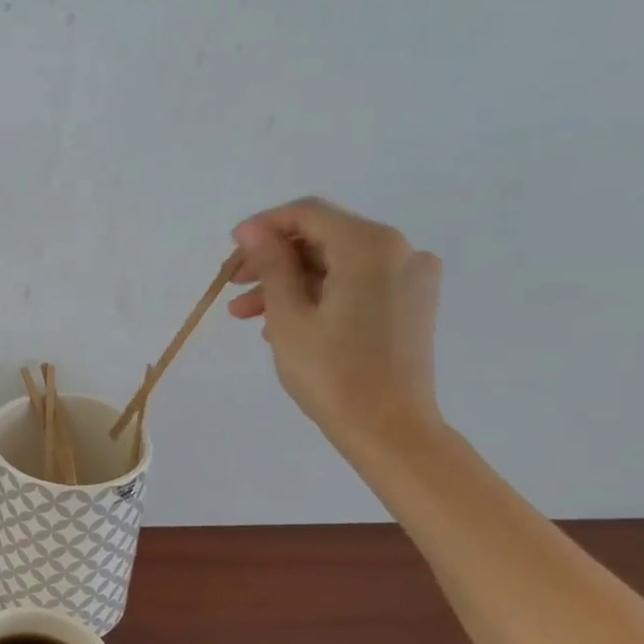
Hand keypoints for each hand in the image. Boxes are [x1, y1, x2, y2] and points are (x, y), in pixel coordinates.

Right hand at [227, 197, 443, 449]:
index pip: (309, 214)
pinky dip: (319, 295)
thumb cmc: (332, 371)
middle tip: (232, 287)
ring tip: (247, 316)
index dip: (264, 226)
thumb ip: (272, 264)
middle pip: (323, 238)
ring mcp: (410, 278)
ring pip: (337, 264)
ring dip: (290, 282)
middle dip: (274, 260)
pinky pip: (356, 284)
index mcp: (370, 246)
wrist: (389, 429)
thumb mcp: (288, 315)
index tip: (231, 249)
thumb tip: (254, 231)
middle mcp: (399, 251)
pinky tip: (285, 323)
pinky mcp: (411, 304)